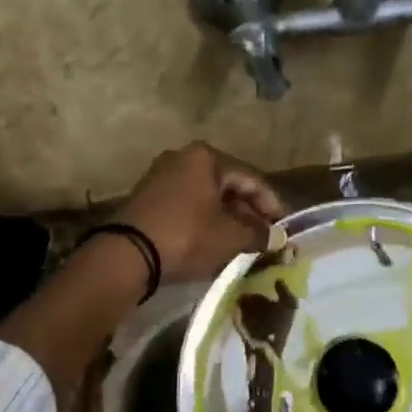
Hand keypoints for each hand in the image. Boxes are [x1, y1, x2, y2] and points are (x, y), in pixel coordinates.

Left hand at [114, 142, 286, 285]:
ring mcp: (162, 175)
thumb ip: (258, 234)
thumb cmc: (186, 235)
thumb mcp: (229, 236)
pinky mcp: (148, 196)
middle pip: (228, 185)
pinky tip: (215, 240)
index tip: (285, 227)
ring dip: (227, 217)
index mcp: (207, 157)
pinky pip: (188, 204)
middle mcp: (183, 157)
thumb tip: (277, 239)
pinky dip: (205, 219)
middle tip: (265, 235)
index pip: (251, 178)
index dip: (272, 204)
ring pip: (207, 196)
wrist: (126, 254)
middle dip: (249, 211)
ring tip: (243, 241)